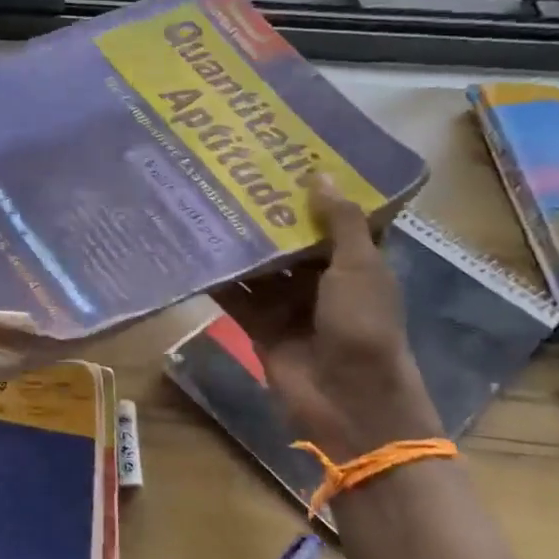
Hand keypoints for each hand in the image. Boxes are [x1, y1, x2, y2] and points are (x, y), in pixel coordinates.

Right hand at [214, 176, 442, 463]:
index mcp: (355, 263)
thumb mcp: (360, 268)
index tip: (285, 158)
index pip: (332, 218)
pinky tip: (194, 251)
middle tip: (232, 174)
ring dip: (239, 242)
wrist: (348, 401)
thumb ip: (339, 222)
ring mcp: (288, 303)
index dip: (314, 191)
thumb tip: (318, 174)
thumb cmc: (364, 327)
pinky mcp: (259, 325)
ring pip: (259, 265)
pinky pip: (236, 295)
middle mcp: (321, 279)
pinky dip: (218, 278)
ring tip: (206, 203)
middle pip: (289, 239)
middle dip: (266, 213)